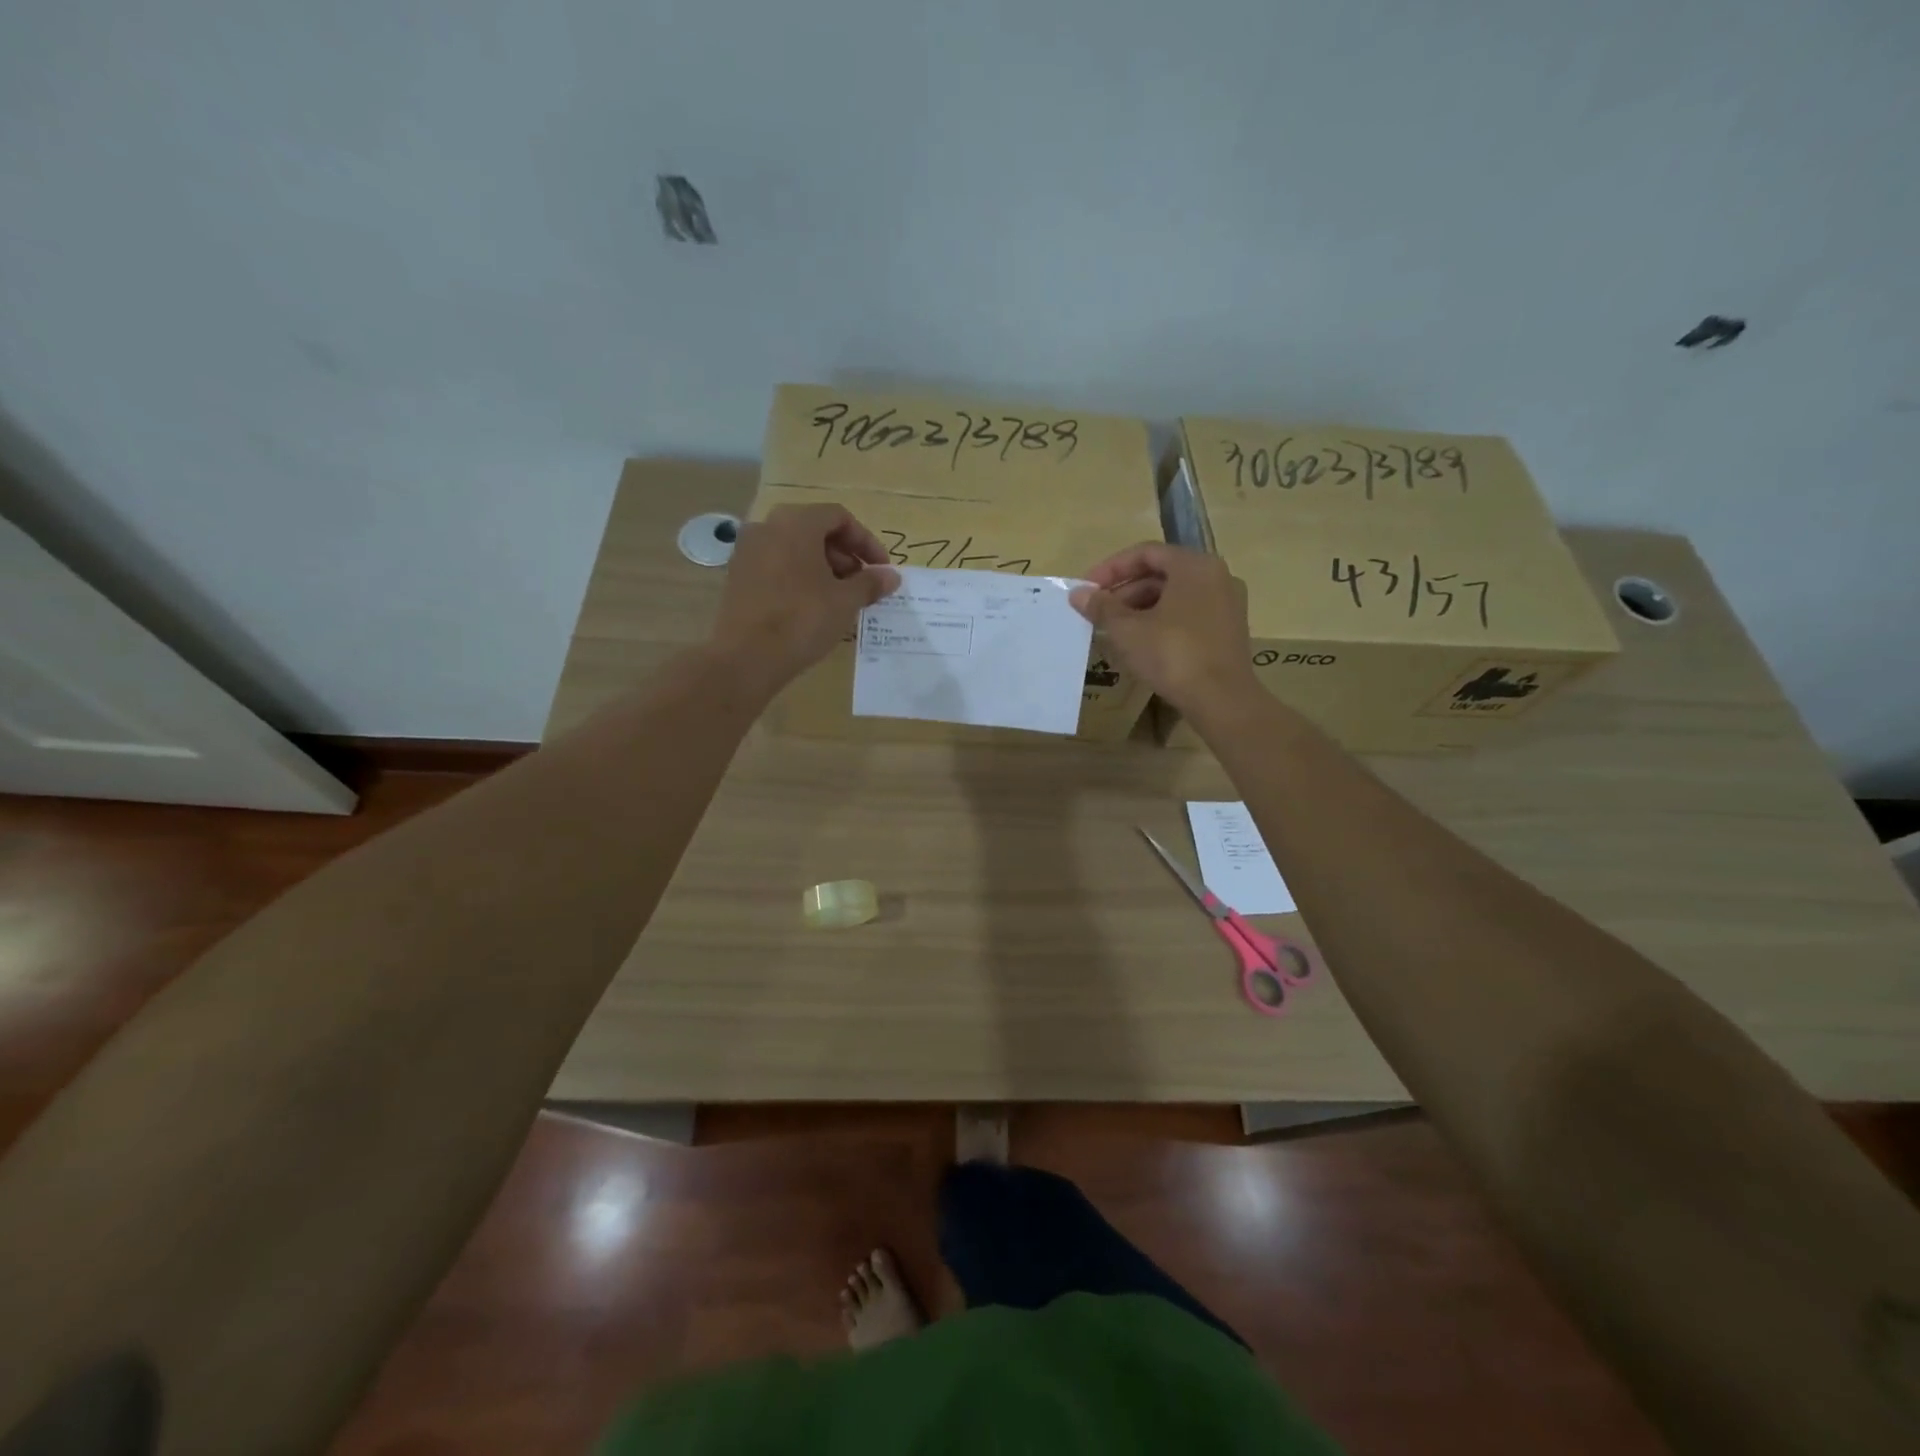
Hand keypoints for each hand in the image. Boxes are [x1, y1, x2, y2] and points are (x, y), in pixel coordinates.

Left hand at [709, 505, 899, 690]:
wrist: (746, 657)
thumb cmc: (803, 620)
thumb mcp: (845, 601)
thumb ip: (871, 583)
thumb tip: (892, 577)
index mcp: (796, 523)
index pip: (839, 517)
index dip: (865, 541)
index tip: (880, 569)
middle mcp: (767, 526)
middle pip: (815, 529)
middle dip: (844, 554)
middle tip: (861, 584)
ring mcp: (747, 551)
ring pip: (794, 548)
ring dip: (822, 566)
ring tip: (839, 598)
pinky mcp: (737, 576)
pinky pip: (776, 565)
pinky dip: (798, 577)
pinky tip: (811, 606)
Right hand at [1069, 543, 1257, 711]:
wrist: (1221, 699)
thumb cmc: (1172, 654)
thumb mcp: (1128, 630)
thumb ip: (1101, 607)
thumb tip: (1078, 594)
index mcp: (1194, 566)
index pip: (1146, 553)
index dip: (1111, 569)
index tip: (1087, 588)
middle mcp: (1216, 576)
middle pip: (1161, 573)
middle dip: (1124, 590)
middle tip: (1097, 612)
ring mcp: (1227, 604)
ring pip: (1175, 596)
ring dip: (1140, 608)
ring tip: (1114, 630)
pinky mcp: (1228, 630)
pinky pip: (1188, 614)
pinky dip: (1162, 621)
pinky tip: (1141, 643)